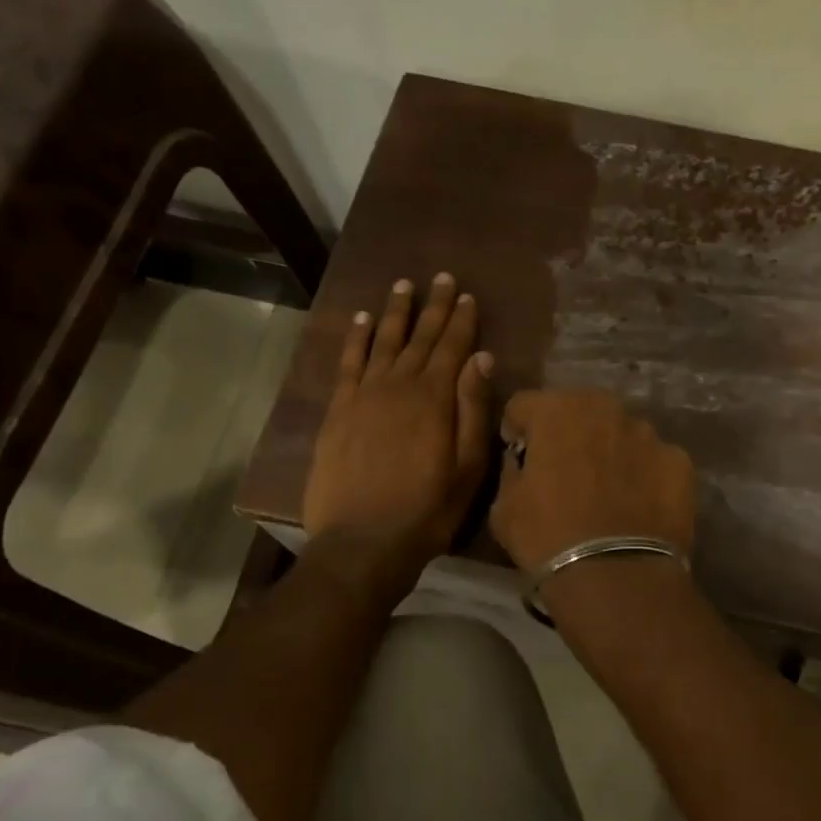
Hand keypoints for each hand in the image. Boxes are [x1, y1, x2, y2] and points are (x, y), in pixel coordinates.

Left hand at [302, 274, 493, 598]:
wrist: (362, 542)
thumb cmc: (427, 510)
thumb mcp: (467, 467)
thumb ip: (473, 409)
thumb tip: (482, 358)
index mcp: (434, 398)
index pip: (452, 348)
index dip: (462, 320)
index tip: (468, 295)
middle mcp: (398, 385)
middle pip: (420, 338)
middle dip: (434, 307)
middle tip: (443, 278)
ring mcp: (364, 395)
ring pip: (383, 342)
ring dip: (396, 312)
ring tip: (404, 285)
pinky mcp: (338, 410)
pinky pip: (348, 363)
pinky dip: (356, 338)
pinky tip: (361, 319)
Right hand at [491, 390, 695, 574]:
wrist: (615, 576)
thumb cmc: (547, 537)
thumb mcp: (504, 507)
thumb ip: (513, 470)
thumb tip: (524, 463)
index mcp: (555, 410)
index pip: (524, 405)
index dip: (518, 431)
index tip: (521, 459)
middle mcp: (604, 407)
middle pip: (578, 411)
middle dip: (569, 434)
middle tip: (566, 473)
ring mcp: (647, 432)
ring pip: (620, 433)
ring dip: (610, 452)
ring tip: (608, 493)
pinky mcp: (679, 460)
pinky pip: (653, 461)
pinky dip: (645, 476)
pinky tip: (638, 508)